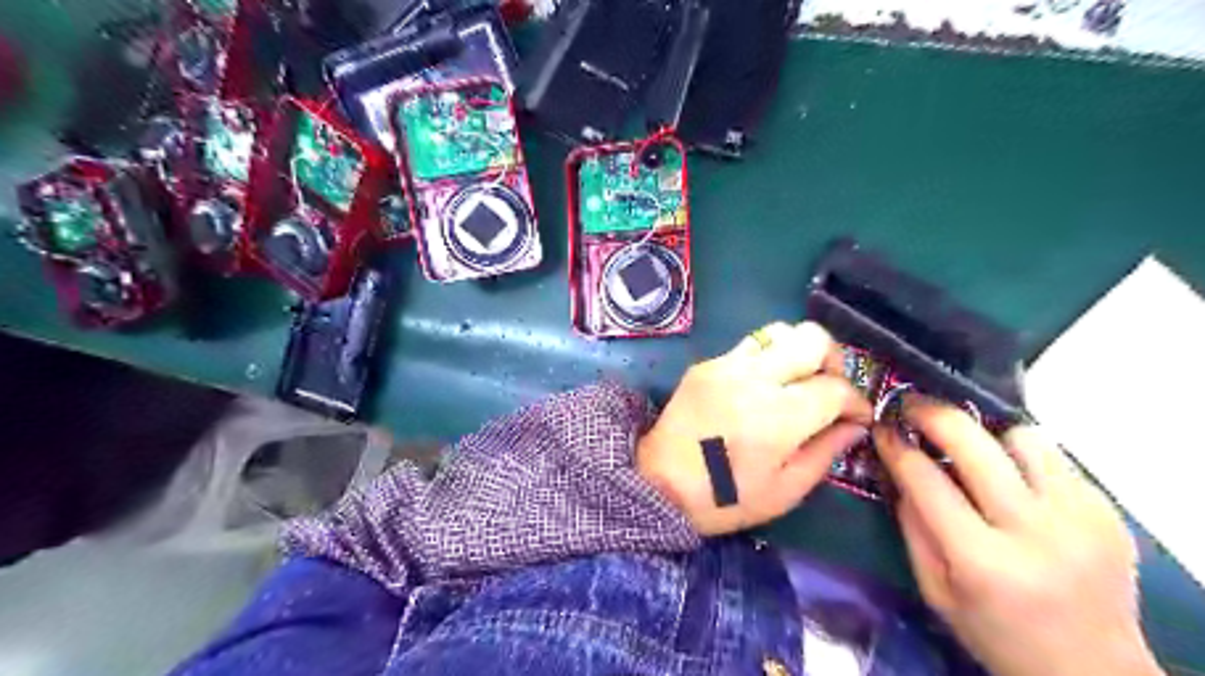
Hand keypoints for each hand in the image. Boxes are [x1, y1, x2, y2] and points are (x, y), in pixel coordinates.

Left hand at [635, 320, 872, 534]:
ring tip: (797, 382)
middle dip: (834, 361)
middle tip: (830, 390)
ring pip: (780, 331)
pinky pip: (750, 345)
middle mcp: (754, 378)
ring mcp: (727, 365)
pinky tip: (763, 386)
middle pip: (813, 338)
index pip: (836, 388)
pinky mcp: (707, 363)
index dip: (856, 402)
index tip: (855, 418)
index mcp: (778, 416)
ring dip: (799, 352)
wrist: (659, 484)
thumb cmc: (726, 497)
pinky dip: (769, 358)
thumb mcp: (786, 490)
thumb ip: (826, 452)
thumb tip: (854, 425)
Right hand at [877, 395, 1167, 674]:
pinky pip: (1054, 459)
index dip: (896, 446)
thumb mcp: (936, 592)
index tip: (881, 427)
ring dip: (987, 436)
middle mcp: (1035, 532)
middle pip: (975, 444)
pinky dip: (1022, 459)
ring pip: (1022, 438)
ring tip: (972, 450)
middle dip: (933, 414)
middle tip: (912, 406)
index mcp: (982, 561)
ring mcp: (1081, 519)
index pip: (926, 480)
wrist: (1094, 671)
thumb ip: (913, 528)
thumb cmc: (998, 635)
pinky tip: (1012, 480)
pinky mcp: (1108, 512)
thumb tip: (898, 470)